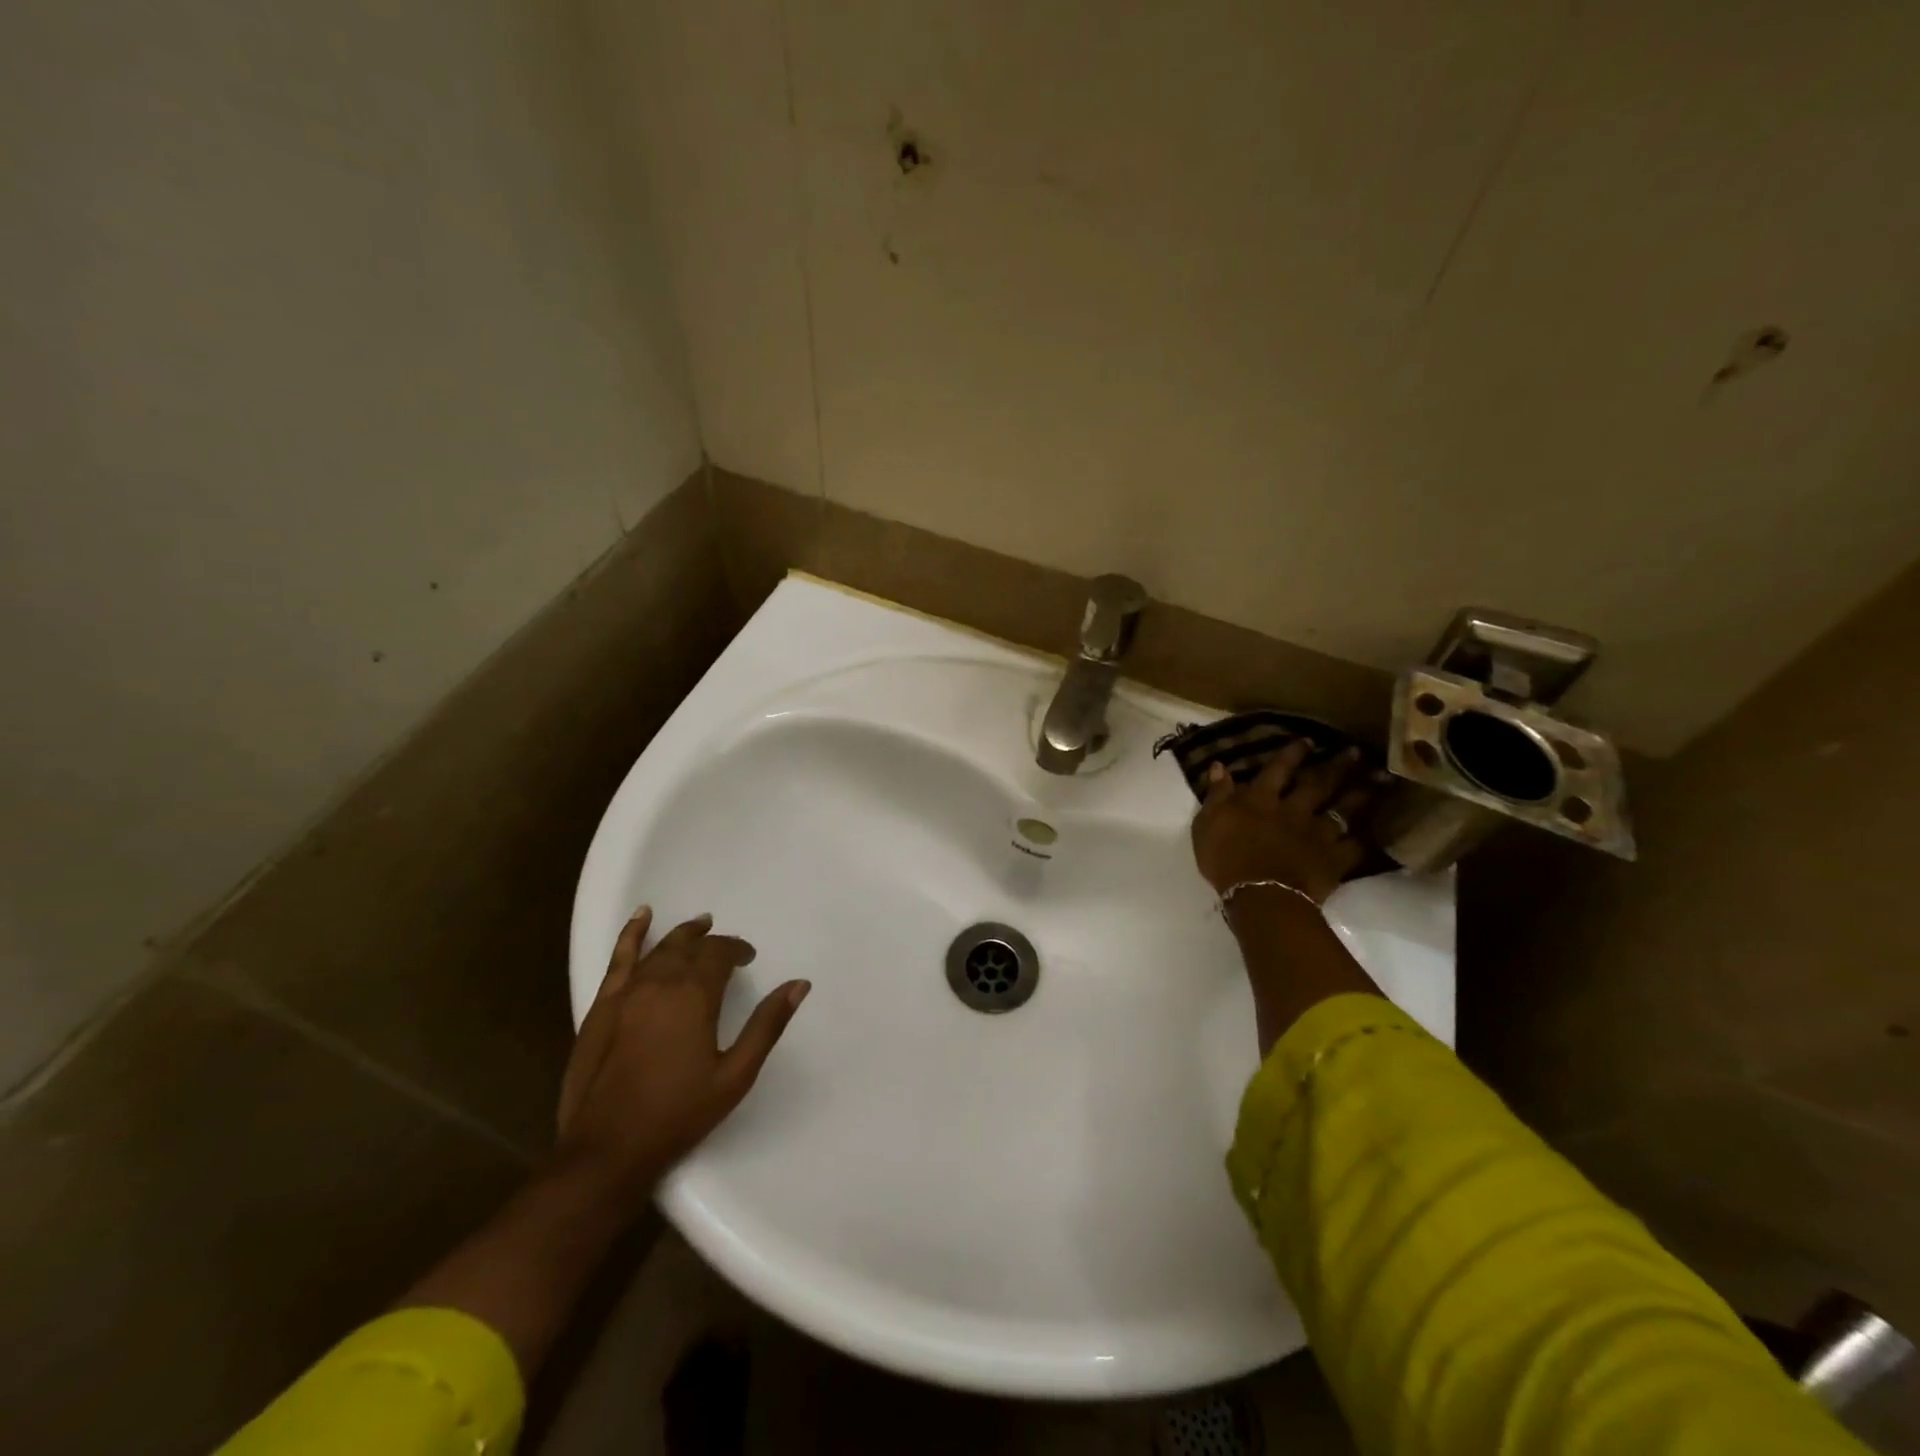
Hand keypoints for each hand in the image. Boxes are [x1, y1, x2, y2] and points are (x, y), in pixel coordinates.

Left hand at [555, 908, 809, 1201]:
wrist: (607, 1150)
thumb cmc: (679, 1114)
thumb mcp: (736, 1074)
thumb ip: (767, 1024)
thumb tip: (799, 984)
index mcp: (695, 996)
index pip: (720, 954)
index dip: (737, 950)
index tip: (748, 959)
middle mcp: (660, 983)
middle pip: (690, 947)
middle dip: (711, 942)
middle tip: (727, 948)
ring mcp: (626, 992)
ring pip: (659, 948)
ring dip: (682, 934)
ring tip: (699, 924)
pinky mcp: (602, 1006)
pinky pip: (619, 958)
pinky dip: (632, 934)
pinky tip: (642, 917)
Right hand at [1190, 742, 1372, 903]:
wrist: (1259, 895)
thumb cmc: (1225, 859)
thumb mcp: (1207, 823)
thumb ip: (1216, 794)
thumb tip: (1220, 766)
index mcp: (1261, 800)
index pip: (1277, 769)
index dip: (1292, 754)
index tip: (1308, 740)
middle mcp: (1293, 810)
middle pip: (1317, 784)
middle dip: (1336, 766)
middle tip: (1355, 752)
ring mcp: (1317, 835)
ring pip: (1343, 810)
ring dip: (1360, 794)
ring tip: (1378, 780)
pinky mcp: (1333, 860)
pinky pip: (1354, 847)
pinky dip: (1363, 840)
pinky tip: (1375, 833)